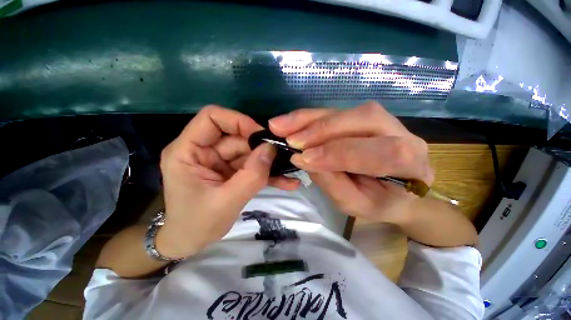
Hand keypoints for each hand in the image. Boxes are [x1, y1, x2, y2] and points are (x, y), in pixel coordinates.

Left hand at [157, 106, 299, 258]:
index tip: (261, 136)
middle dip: (260, 148)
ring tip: (289, 171)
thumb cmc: (197, 225)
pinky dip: (266, 173)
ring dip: (268, 163)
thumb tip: (271, 149)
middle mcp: (203, 151)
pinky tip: (286, 182)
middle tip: (282, 158)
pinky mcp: (230, 171)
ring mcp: (218, 161)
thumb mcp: (226, 202)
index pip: (212, 118)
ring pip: (248, 152)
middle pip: (236, 137)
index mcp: (187, 151)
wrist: (189, 243)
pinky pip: (250, 166)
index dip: (238, 121)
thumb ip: (251, 175)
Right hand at [269, 101, 432, 224]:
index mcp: (412, 166)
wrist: (395, 192)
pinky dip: (310, 117)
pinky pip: (335, 112)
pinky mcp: (362, 117)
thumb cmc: (379, 203)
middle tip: (290, 139)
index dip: (339, 153)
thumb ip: (333, 183)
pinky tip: (291, 122)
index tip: (304, 159)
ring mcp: (383, 121)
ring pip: (346, 111)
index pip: (381, 153)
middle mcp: (404, 134)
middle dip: (322, 130)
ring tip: (281, 126)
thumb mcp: (355, 204)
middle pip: (364, 119)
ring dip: (310, 119)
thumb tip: (305, 158)